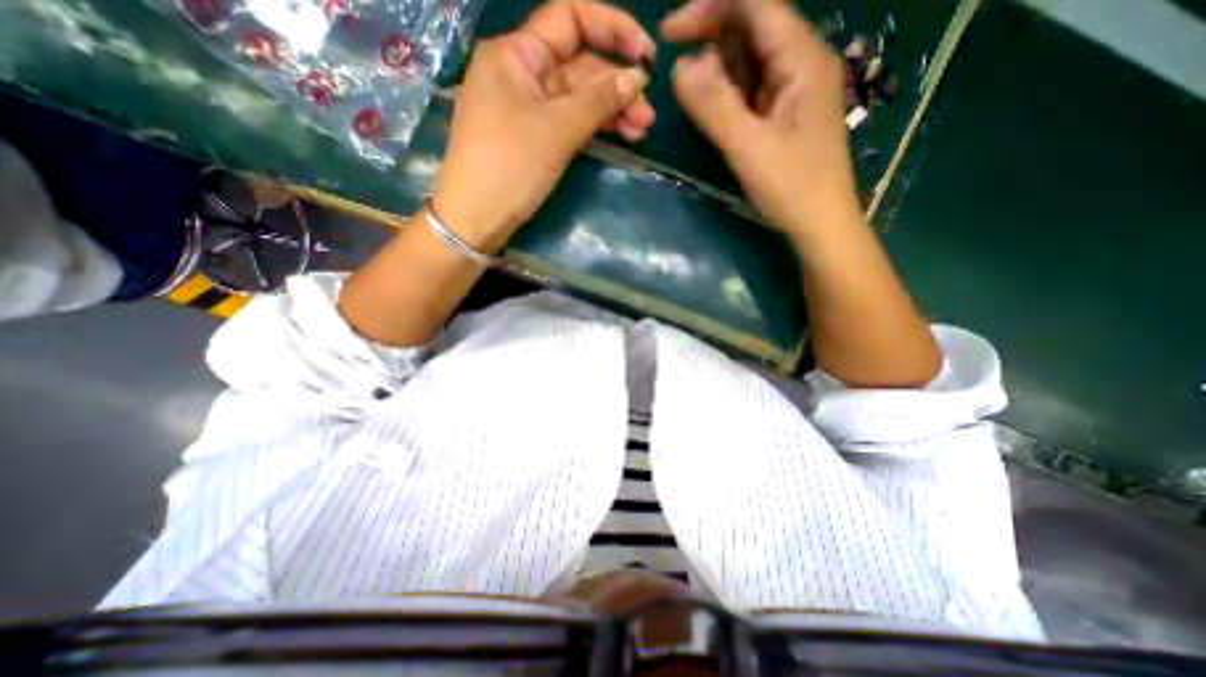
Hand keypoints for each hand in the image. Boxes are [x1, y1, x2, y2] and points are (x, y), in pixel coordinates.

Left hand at [432, 0, 655, 251]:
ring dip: (612, 110)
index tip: (646, 56)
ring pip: (579, 98)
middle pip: (580, 65)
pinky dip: (595, 127)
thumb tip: (637, 77)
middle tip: (648, 115)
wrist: (476, 218)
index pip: (570, 19)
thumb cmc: (510, 166)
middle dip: (617, 85)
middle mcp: (523, 73)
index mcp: (517, 54)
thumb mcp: (557, 130)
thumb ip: (599, 100)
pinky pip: (571, 121)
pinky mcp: (536, 137)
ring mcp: (529, 108)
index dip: (612, 29)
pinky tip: (622, 136)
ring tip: (642, 130)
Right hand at [658, 0, 856, 235]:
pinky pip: (752, 87)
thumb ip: (714, 106)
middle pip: (753, 26)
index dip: (710, 8)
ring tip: (687, 86)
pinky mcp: (784, 112)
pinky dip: (727, 89)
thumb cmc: (790, 187)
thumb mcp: (747, 148)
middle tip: (670, 53)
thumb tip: (680, 66)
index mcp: (802, 60)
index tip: (669, 31)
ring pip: (750, 58)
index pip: (756, 5)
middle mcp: (801, 63)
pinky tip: (711, 104)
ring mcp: (793, 89)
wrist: (820, 222)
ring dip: (716, 65)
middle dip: (710, 33)